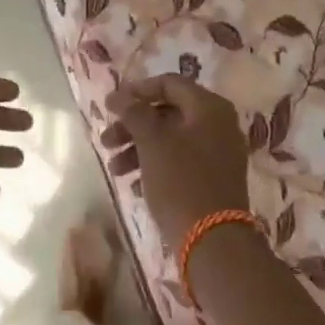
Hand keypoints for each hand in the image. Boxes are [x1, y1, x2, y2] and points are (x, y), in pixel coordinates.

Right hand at [101, 75, 250, 244]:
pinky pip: (180, 160)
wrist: (213, 240)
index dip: (137, 90)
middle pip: (168, 112)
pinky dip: (155, 165)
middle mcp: (219, 124)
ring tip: (114, 169)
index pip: (169, 83)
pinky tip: (134, 183)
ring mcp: (219, 153)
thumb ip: (134, 112)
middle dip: (133, 125)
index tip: (110, 105)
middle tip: (106, 140)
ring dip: (138, 148)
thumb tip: (118, 95)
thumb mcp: (152, 141)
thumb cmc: (180, 181)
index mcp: (209, 107)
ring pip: (171, 139)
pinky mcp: (214, 178)